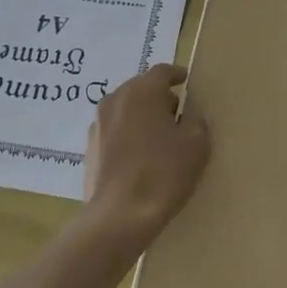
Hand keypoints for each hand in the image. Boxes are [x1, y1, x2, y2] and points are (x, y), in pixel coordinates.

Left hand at [81, 63, 210, 251]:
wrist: (119, 216)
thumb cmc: (163, 173)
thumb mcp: (197, 144)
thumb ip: (196, 121)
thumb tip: (189, 116)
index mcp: (142, 91)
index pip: (162, 72)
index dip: (177, 75)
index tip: (187, 82)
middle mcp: (115, 99)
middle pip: (141, 88)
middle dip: (159, 97)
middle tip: (178, 114)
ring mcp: (98, 124)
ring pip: (126, 109)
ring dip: (142, 116)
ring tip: (159, 138)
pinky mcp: (89, 148)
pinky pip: (114, 131)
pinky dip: (128, 135)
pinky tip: (140, 157)